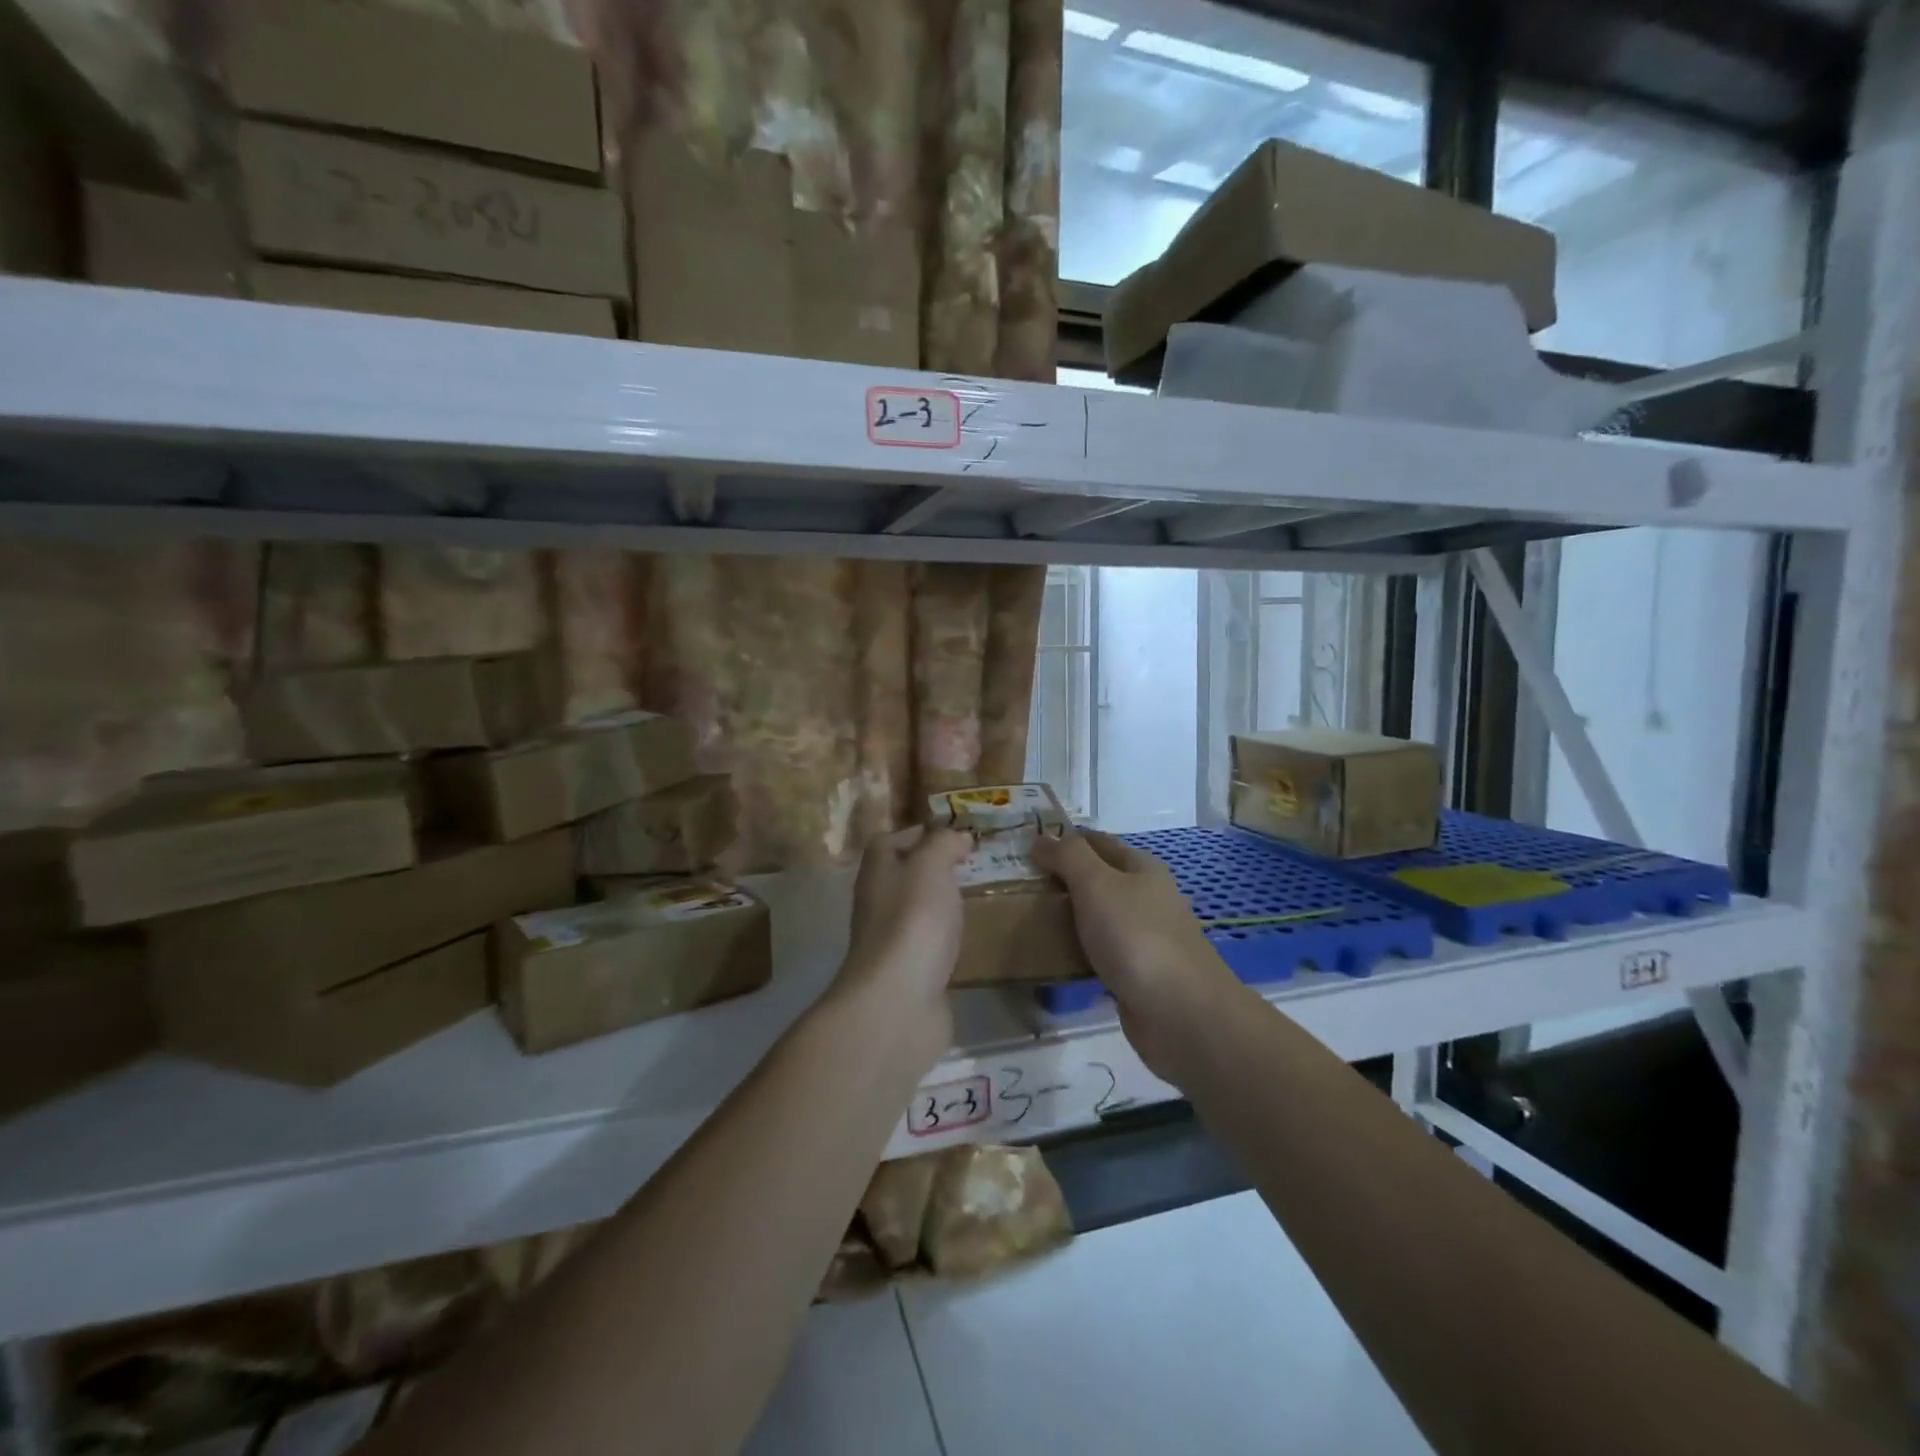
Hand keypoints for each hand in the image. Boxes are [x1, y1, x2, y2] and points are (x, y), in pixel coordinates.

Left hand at [833, 826, 972, 1058]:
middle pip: (901, 877)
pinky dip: (946, 939)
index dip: (916, 834)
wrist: (900, 1002)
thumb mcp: (930, 867)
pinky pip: (929, 946)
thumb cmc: (913, 922)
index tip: (952, 836)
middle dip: (932, 870)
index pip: (888, 842)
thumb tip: (956, 837)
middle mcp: (877, 905)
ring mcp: (891, 943)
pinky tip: (969, 939)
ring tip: (975, 898)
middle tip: (971, 866)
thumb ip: (943, 844)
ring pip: (916, 912)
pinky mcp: (909, 974)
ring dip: (940, 904)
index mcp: (877, 874)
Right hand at [1032, 830, 1239, 1083]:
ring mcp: (1142, 938)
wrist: (1181, 1015)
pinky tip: (1049, 959)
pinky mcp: (1135, 974)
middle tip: (1012, 886)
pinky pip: (1097, 954)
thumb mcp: (1098, 885)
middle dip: (1059, 881)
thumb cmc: (1137, 938)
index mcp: (1140, 868)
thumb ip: (1069, 857)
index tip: (1022, 848)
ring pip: (1095, 918)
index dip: (1062, 840)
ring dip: (1064, 918)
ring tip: (1022, 920)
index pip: (1095, 842)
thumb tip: (1042, 838)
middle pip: (1095, 880)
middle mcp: (1144, 898)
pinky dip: (1075, 953)